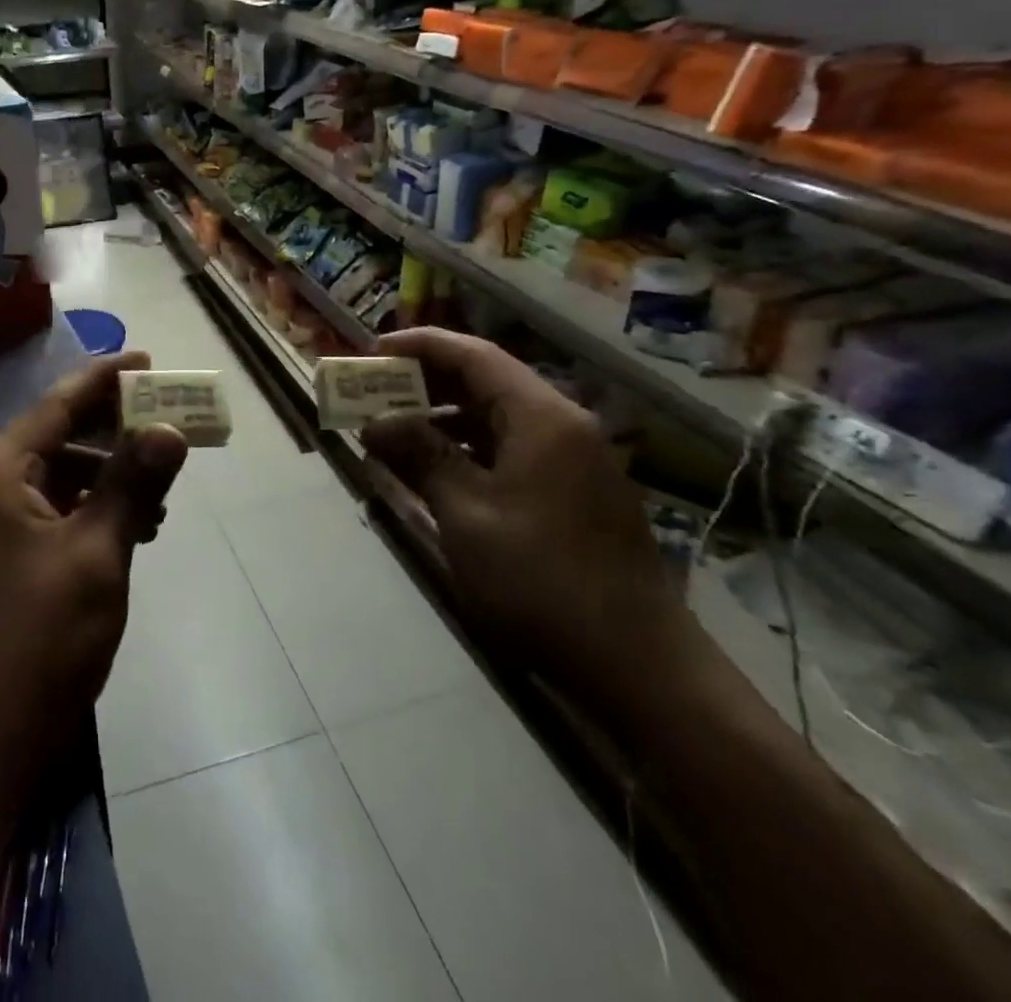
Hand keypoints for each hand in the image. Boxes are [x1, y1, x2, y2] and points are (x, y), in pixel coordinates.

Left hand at [0, 353, 187, 788]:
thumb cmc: (42, 639)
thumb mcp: (98, 553)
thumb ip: (133, 483)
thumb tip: (169, 429)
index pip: (56, 406)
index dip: (104, 380)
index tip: (146, 360)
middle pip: (58, 437)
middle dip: (114, 428)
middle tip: (167, 419)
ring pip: (61, 476)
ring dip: (110, 473)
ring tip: (162, 484)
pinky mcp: (7, 557)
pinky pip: (57, 511)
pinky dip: (95, 508)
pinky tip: (137, 524)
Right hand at [361, 329, 690, 694]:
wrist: (638, 665)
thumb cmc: (541, 579)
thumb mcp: (466, 514)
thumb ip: (420, 456)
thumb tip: (375, 422)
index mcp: (542, 418)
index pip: (474, 355)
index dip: (420, 346)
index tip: (372, 350)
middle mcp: (563, 426)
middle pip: (486, 382)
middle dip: (427, 383)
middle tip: (375, 393)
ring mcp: (574, 461)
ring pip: (498, 419)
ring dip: (445, 419)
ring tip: (394, 432)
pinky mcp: (575, 493)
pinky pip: (512, 451)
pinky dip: (470, 450)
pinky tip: (436, 471)